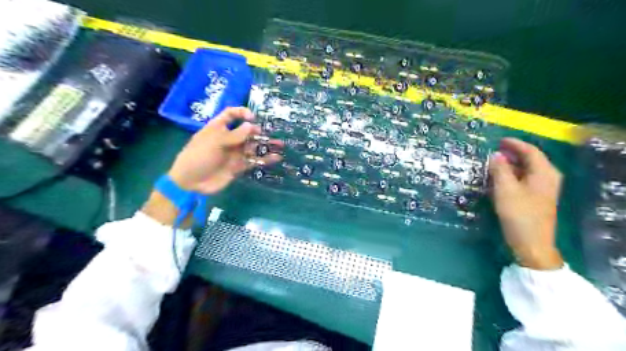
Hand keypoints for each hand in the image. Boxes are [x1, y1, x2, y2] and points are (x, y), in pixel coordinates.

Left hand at [166, 107, 284, 194]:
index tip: (252, 118)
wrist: (191, 182)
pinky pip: (254, 161)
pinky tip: (276, 158)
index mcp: (218, 128)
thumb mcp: (215, 141)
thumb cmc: (199, 156)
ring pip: (253, 147)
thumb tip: (252, 125)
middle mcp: (228, 139)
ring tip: (280, 145)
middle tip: (270, 134)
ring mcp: (234, 153)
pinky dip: (265, 160)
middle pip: (246, 131)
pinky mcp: (238, 166)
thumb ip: (235, 135)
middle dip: (258, 131)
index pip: (231, 115)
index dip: (241, 113)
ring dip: (266, 145)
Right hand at [491, 139, 564, 268]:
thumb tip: (496, 155)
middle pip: (530, 160)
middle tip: (493, 152)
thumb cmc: (519, 214)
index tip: (499, 141)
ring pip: (526, 171)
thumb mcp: (505, 189)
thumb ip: (500, 169)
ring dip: (510, 166)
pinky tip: (499, 180)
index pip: (530, 151)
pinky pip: (524, 180)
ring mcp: (543, 190)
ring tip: (493, 164)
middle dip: (512, 154)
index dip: (514, 144)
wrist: (532, 244)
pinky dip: (512, 176)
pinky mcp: (537, 199)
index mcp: (544, 173)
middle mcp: (547, 178)